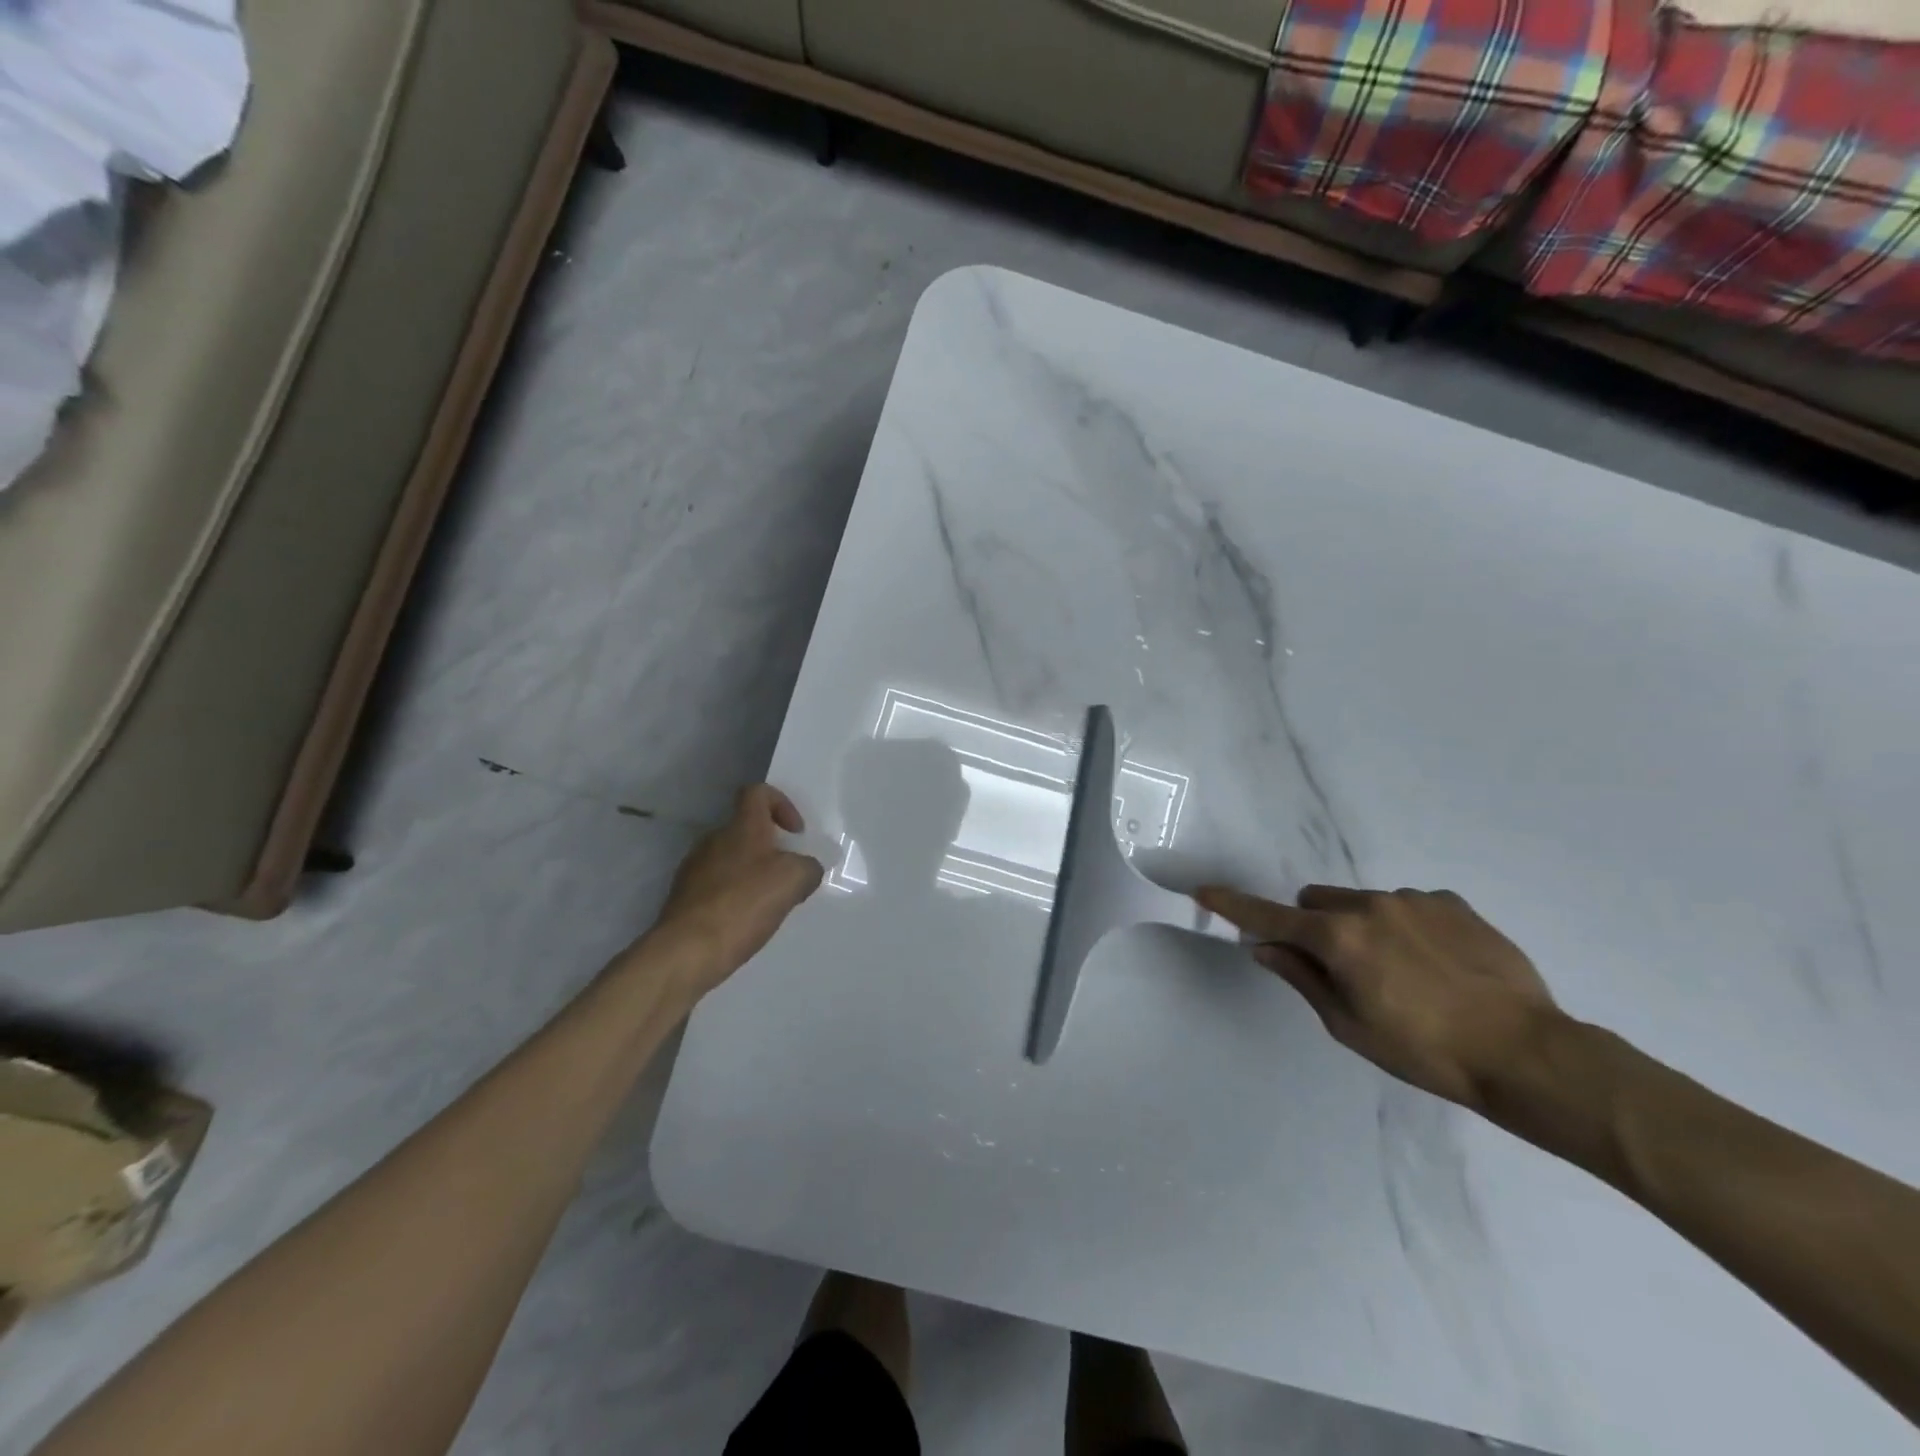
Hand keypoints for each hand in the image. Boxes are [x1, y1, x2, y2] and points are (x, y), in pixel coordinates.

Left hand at [648, 785, 823, 1000]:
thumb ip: (808, 868)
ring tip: (768, 904)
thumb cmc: (744, 905)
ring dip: (752, 874)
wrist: (687, 951)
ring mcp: (694, 869)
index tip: (795, 833)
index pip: (757, 793)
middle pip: (746, 829)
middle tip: (788, 876)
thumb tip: (806, 869)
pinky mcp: (684, 897)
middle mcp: (714, 840)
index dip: (781, 803)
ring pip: (731, 859)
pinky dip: (734, 896)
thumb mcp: (794, 881)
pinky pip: (716, 886)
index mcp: (742, 828)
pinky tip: (745, 922)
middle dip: (770, 848)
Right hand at [1195, 884, 1560, 1109]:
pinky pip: (1409, 905)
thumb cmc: (1424, 1052)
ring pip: (1363, 903)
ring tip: (1405, 974)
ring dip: (1363, 928)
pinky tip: (1438, 965)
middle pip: (1317, 901)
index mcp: (1338, 938)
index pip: (1271, 917)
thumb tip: (1267, 948)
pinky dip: (1406, 927)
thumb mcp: (1350, 1026)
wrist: (1526, 1053)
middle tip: (1341, 968)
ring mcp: (1414, 900)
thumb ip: (1303, 979)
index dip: (1234, 906)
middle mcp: (1370, 905)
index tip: (1205, 891)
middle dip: (1315, 926)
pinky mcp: (1452, 903)